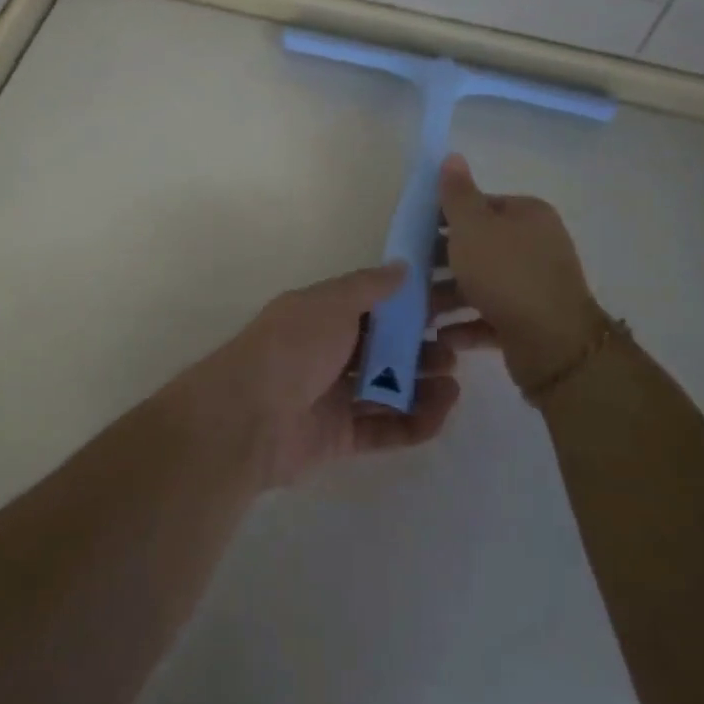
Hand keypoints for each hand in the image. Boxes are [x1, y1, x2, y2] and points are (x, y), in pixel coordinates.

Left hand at [175, 263, 460, 488]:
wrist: (249, 415)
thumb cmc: (293, 347)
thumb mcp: (330, 303)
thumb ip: (369, 287)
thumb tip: (402, 266)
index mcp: (322, 316)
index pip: (374, 308)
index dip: (409, 308)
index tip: (448, 307)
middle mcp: (328, 353)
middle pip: (383, 351)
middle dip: (420, 350)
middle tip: (454, 351)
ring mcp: (333, 396)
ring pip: (387, 390)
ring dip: (423, 387)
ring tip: (453, 384)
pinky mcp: (339, 436)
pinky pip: (383, 428)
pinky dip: (413, 423)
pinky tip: (441, 414)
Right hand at [433, 153, 605, 394]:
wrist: (553, 343)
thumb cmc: (505, 273)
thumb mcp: (472, 226)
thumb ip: (457, 194)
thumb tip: (452, 156)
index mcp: (527, 215)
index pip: (481, 206)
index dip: (446, 217)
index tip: (415, 233)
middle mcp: (537, 246)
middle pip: (479, 247)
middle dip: (443, 262)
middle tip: (410, 274)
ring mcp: (535, 286)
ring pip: (482, 284)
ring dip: (449, 297)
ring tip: (419, 311)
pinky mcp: (531, 322)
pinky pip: (491, 318)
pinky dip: (466, 325)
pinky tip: (442, 335)